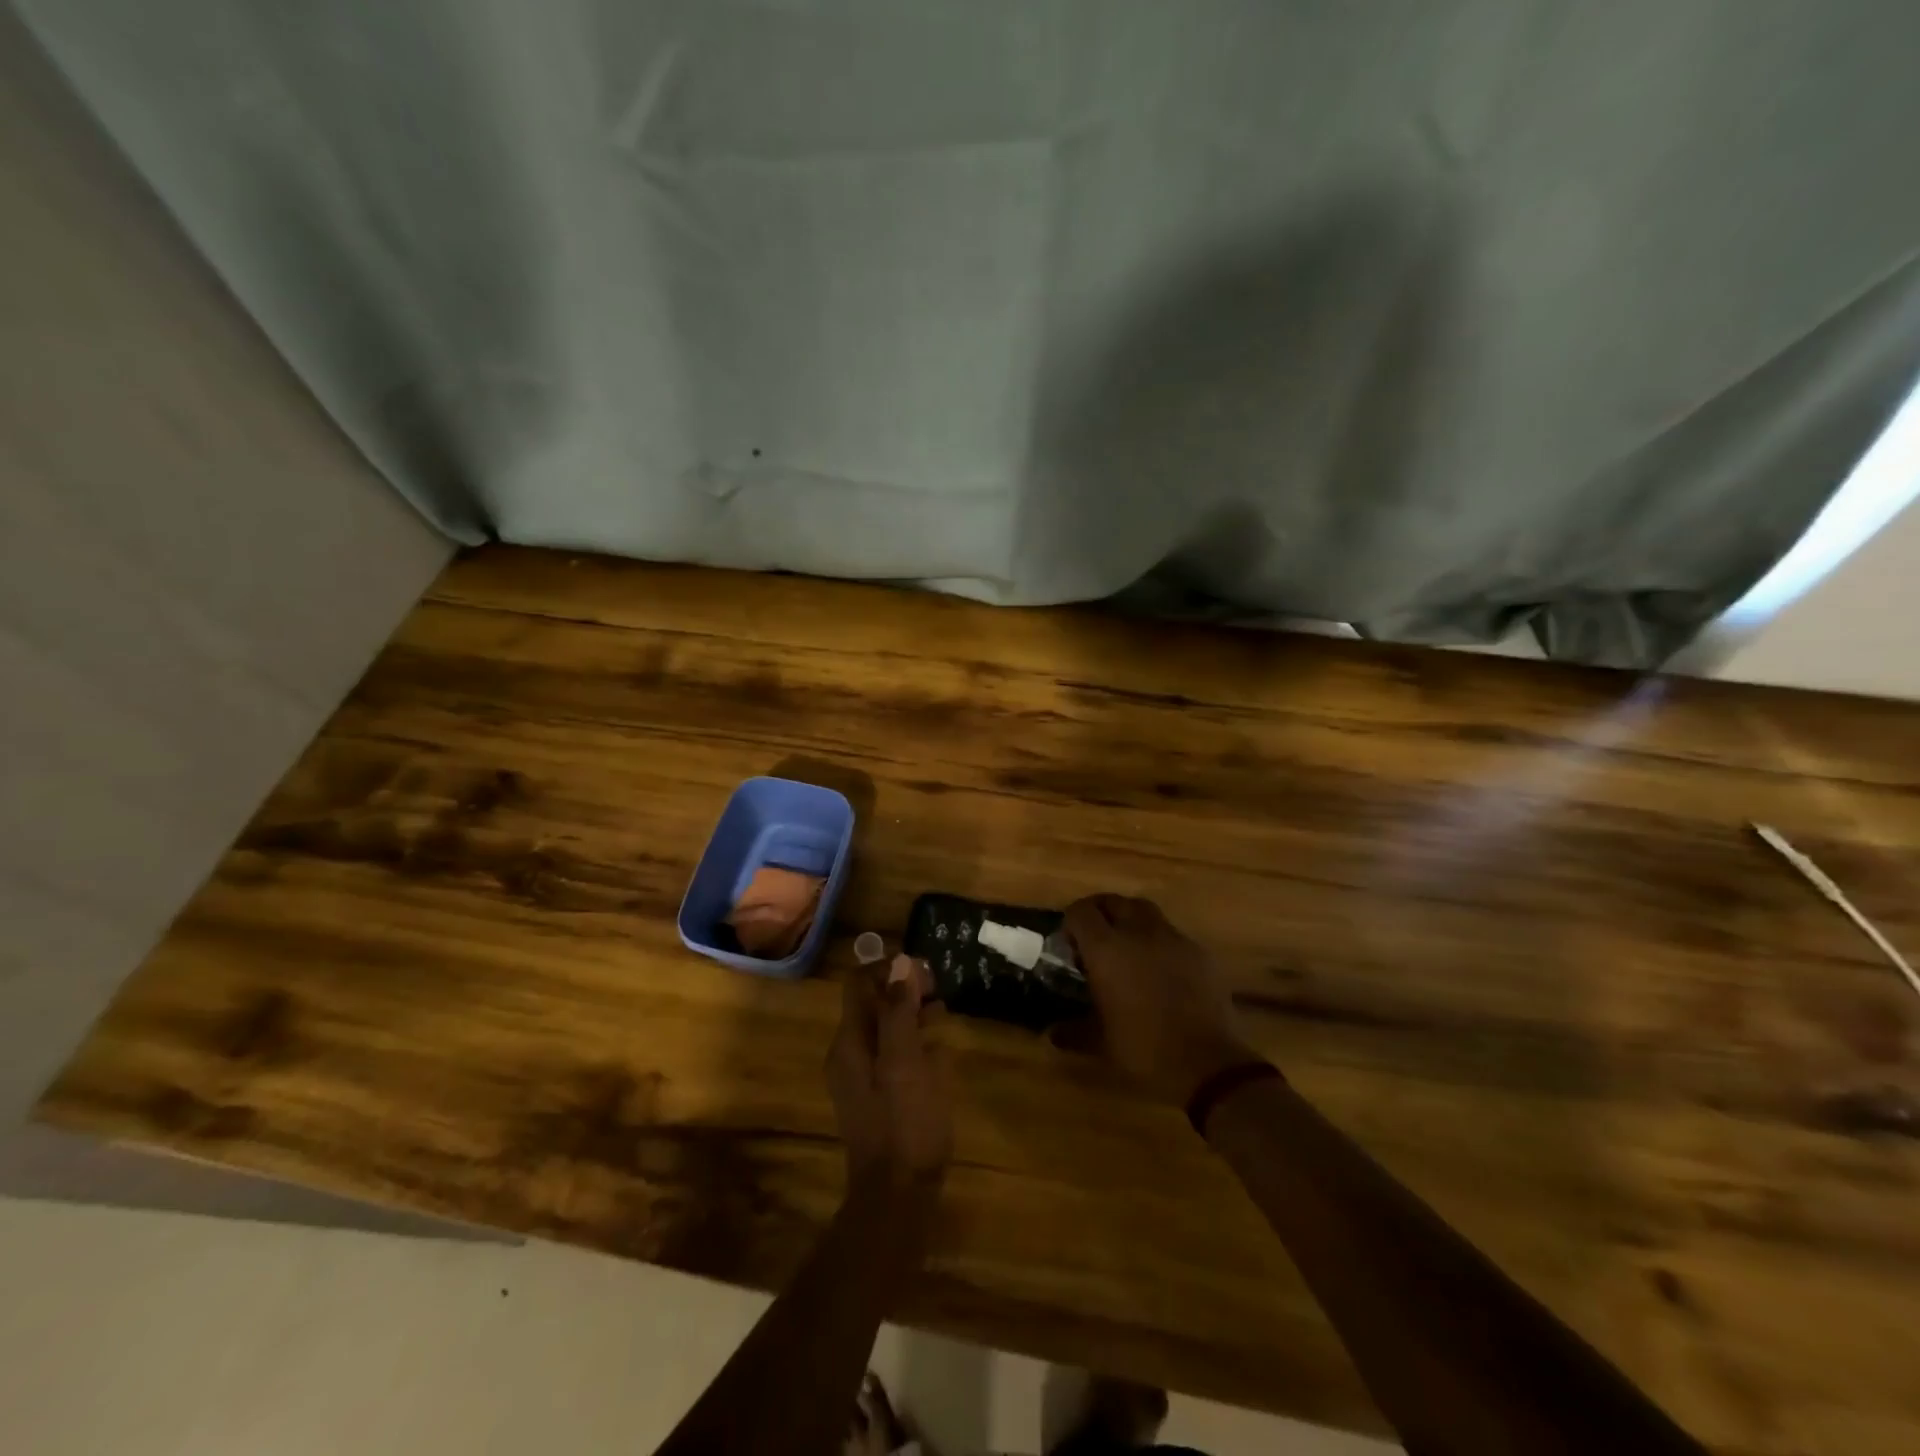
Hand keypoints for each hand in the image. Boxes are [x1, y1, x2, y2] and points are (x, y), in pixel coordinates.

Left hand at [827, 955, 952, 1190]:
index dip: (889, 968)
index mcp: (850, 1042)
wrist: (897, 1197)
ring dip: (911, 1014)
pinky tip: (938, 1052)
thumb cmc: (905, 1123)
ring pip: (884, 1029)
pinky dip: (912, 1043)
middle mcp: (849, 1054)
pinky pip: (891, 1055)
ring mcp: (861, 1078)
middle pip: (872, 1004)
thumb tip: (900, 963)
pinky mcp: (877, 1098)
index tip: (925, 972)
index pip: (859, 983)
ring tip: (943, 1014)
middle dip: (904, 989)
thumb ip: (900, 1011)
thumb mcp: (906, 1061)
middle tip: (939, 992)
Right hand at [1063, 895, 1257, 1104]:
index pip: (1081, 911)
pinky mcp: (1199, 952)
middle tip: (1096, 940)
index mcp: (1107, 949)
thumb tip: (1052, 1033)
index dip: (1072, 922)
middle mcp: (1138, 933)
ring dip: (1130, 921)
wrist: (1208, 1064)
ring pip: (1145, 911)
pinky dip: (1158, 942)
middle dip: (1101, 913)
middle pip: (1114, 901)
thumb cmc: (1144, 1050)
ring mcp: (1173, 939)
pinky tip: (1160, 970)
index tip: (1070, 944)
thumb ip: (1072, 1031)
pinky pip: (1171, 934)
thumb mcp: (1101, 1044)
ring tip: (1128, 948)